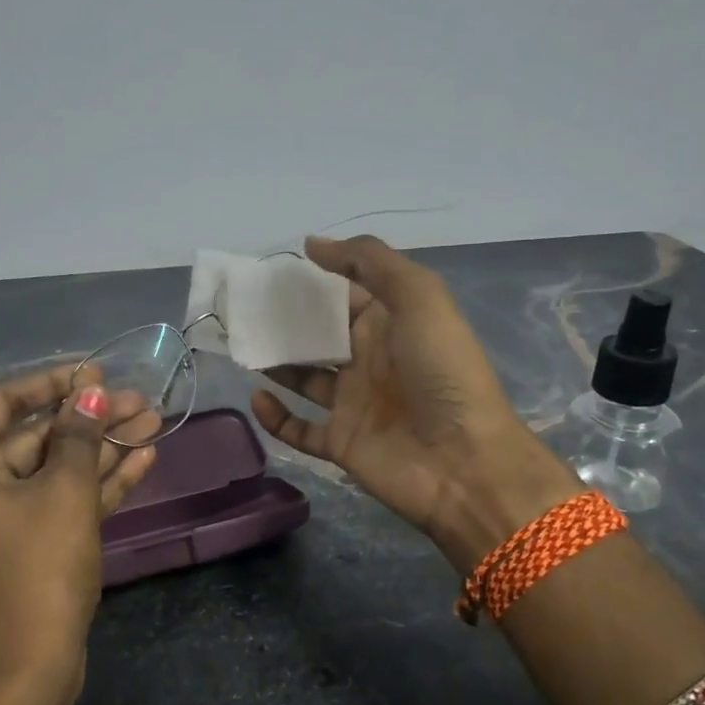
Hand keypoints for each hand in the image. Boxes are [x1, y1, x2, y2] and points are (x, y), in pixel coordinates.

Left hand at [0, 364, 158, 678]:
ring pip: (57, 468)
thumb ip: (78, 434)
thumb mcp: (63, 491)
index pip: (4, 403)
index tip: (97, 372)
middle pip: (37, 436)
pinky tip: (143, 458)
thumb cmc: (36, 567)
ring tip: (153, 420)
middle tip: (140, 399)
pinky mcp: (30, 543)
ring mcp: (1, 517)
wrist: (29, 667)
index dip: (54, 383)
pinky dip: (100, 481)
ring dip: (104, 447)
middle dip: (91, 419)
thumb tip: (91, 391)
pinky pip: (64, 499)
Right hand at [250, 236, 579, 571]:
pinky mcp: (340, 443)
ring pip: (304, 378)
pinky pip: (299, 429)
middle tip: (242, 307)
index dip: (314, 280)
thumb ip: (369, 262)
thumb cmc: (442, 370)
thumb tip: (313, 244)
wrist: (463, 460)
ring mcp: (353, 404)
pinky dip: (276, 417)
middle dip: (285, 320)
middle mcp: (370, 360)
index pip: (346, 293)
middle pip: (320, 334)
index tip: (271, 269)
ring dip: (276, 363)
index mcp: (391, 323)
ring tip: (241, 345)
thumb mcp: (419, 296)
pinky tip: (257, 396)